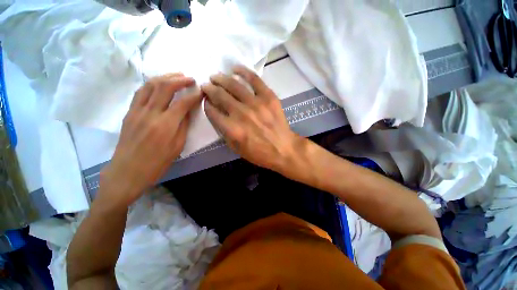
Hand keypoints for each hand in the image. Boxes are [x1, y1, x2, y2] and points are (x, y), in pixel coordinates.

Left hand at [100, 73, 201, 205]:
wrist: (127, 171)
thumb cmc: (157, 163)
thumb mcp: (177, 146)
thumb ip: (183, 125)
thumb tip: (188, 111)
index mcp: (166, 125)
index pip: (183, 102)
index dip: (194, 95)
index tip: (202, 91)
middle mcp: (150, 113)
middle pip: (165, 87)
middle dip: (180, 80)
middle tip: (190, 78)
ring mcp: (137, 111)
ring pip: (150, 85)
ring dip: (165, 77)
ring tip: (176, 75)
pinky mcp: (129, 112)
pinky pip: (140, 92)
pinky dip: (151, 84)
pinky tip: (159, 84)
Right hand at [201, 66, 299, 172]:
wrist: (283, 150)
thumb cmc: (260, 153)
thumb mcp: (237, 149)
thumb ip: (225, 133)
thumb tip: (218, 116)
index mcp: (232, 129)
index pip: (212, 111)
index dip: (207, 105)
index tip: (206, 101)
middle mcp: (241, 114)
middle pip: (220, 95)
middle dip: (209, 89)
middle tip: (206, 85)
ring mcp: (256, 103)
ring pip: (234, 85)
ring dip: (221, 79)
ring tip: (215, 76)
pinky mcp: (269, 97)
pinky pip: (254, 79)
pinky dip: (243, 71)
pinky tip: (235, 69)